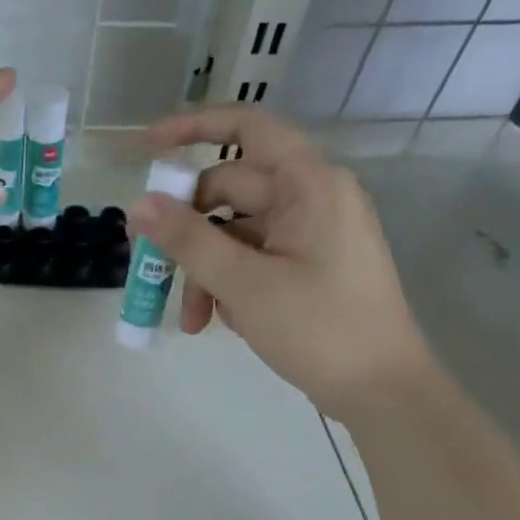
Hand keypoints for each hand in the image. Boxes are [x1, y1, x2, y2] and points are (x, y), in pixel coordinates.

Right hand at [129, 106, 430, 417]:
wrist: (380, 390)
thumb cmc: (318, 328)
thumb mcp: (244, 284)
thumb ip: (188, 241)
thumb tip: (138, 205)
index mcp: (309, 185)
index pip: (248, 129)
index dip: (193, 129)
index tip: (147, 148)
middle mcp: (312, 199)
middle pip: (230, 193)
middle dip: (187, 233)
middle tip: (147, 265)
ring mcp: (311, 235)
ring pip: (236, 235)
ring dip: (205, 272)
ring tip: (192, 322)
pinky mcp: (308, 268)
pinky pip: (254, 260)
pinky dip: (230, 285)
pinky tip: (222, 323)